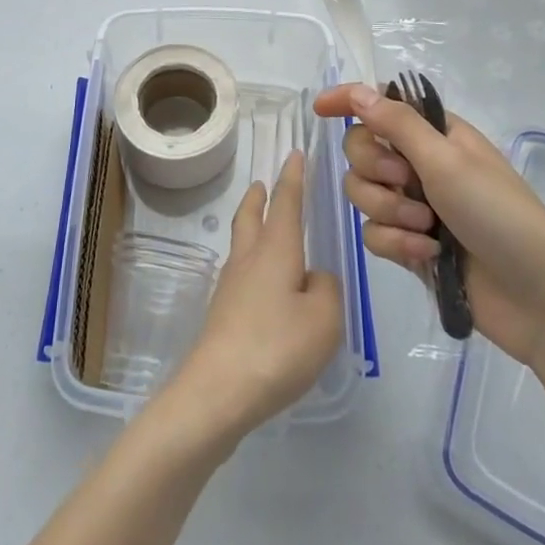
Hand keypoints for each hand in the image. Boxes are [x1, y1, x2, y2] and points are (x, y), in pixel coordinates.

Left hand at [161, 150, 342, 444]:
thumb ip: (326, 289)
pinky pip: (241, 274)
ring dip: (252, 226)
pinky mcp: (223, 315)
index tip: (294, 154)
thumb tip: (313, 277)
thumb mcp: (324, 319)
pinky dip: (253, 263)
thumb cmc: (277, 347)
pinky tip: (265, 285)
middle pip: (250, 217)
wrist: (218, 391)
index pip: (285, 203)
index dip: (292, 178)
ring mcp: (231, 287)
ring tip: (264, 227)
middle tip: (263, 183)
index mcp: (275, 249)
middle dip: (258, 197)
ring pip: (242, 244)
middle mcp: (248, 259)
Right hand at [314, 83, 544, 366]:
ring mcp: (414, 205)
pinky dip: (397, 242)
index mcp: (434, 134)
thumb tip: (357, 91)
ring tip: (426, 227)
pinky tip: (427, 254)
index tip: (320, 109)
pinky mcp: (410, 244)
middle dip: (375, 169)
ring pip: (362, 193)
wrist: (539, 298)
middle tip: (406, 184)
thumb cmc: (500, 215)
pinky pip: (374, 233)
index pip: (380, 105)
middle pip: (361, 150)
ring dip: (389, 210)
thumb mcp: (447, 161)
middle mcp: (420, 164)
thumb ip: (397, 124)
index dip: (348, 102)